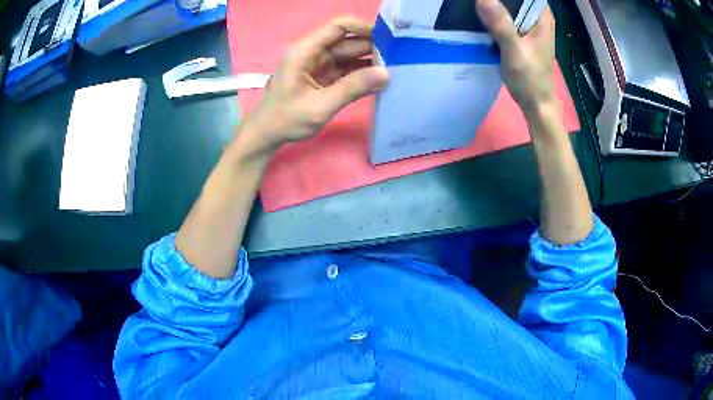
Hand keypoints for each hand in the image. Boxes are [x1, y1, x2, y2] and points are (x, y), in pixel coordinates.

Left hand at [242, 17, 388, 151]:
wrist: (266, 135)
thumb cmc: (286, 120)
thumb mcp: (321, 106)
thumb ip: (353, 88)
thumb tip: (386, 74)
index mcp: (305, 51)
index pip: (338, 27)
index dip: (364, 28)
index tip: (389, 38)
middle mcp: (312, 52)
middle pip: (347, 41)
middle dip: (372, 46)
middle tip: (400, 57)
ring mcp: (317, 64)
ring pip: (348, 55)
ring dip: (369, 60)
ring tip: (396, 67)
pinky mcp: (322, 76)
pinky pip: (345, 69)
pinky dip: (361, 73)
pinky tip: (379, 78)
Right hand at [476, 0, 555, 119]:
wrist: (535, 103)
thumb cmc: (529, 80)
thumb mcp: (514, 52)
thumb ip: (501, 26)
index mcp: (542, 17)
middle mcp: (538, 17)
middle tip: (478, 1)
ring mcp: (531, 25)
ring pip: (511, 4)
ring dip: (496, 4)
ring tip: (477, 5)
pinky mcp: (523, 33)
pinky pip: (508, 15)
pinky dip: (496, 14)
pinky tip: (482, 16)